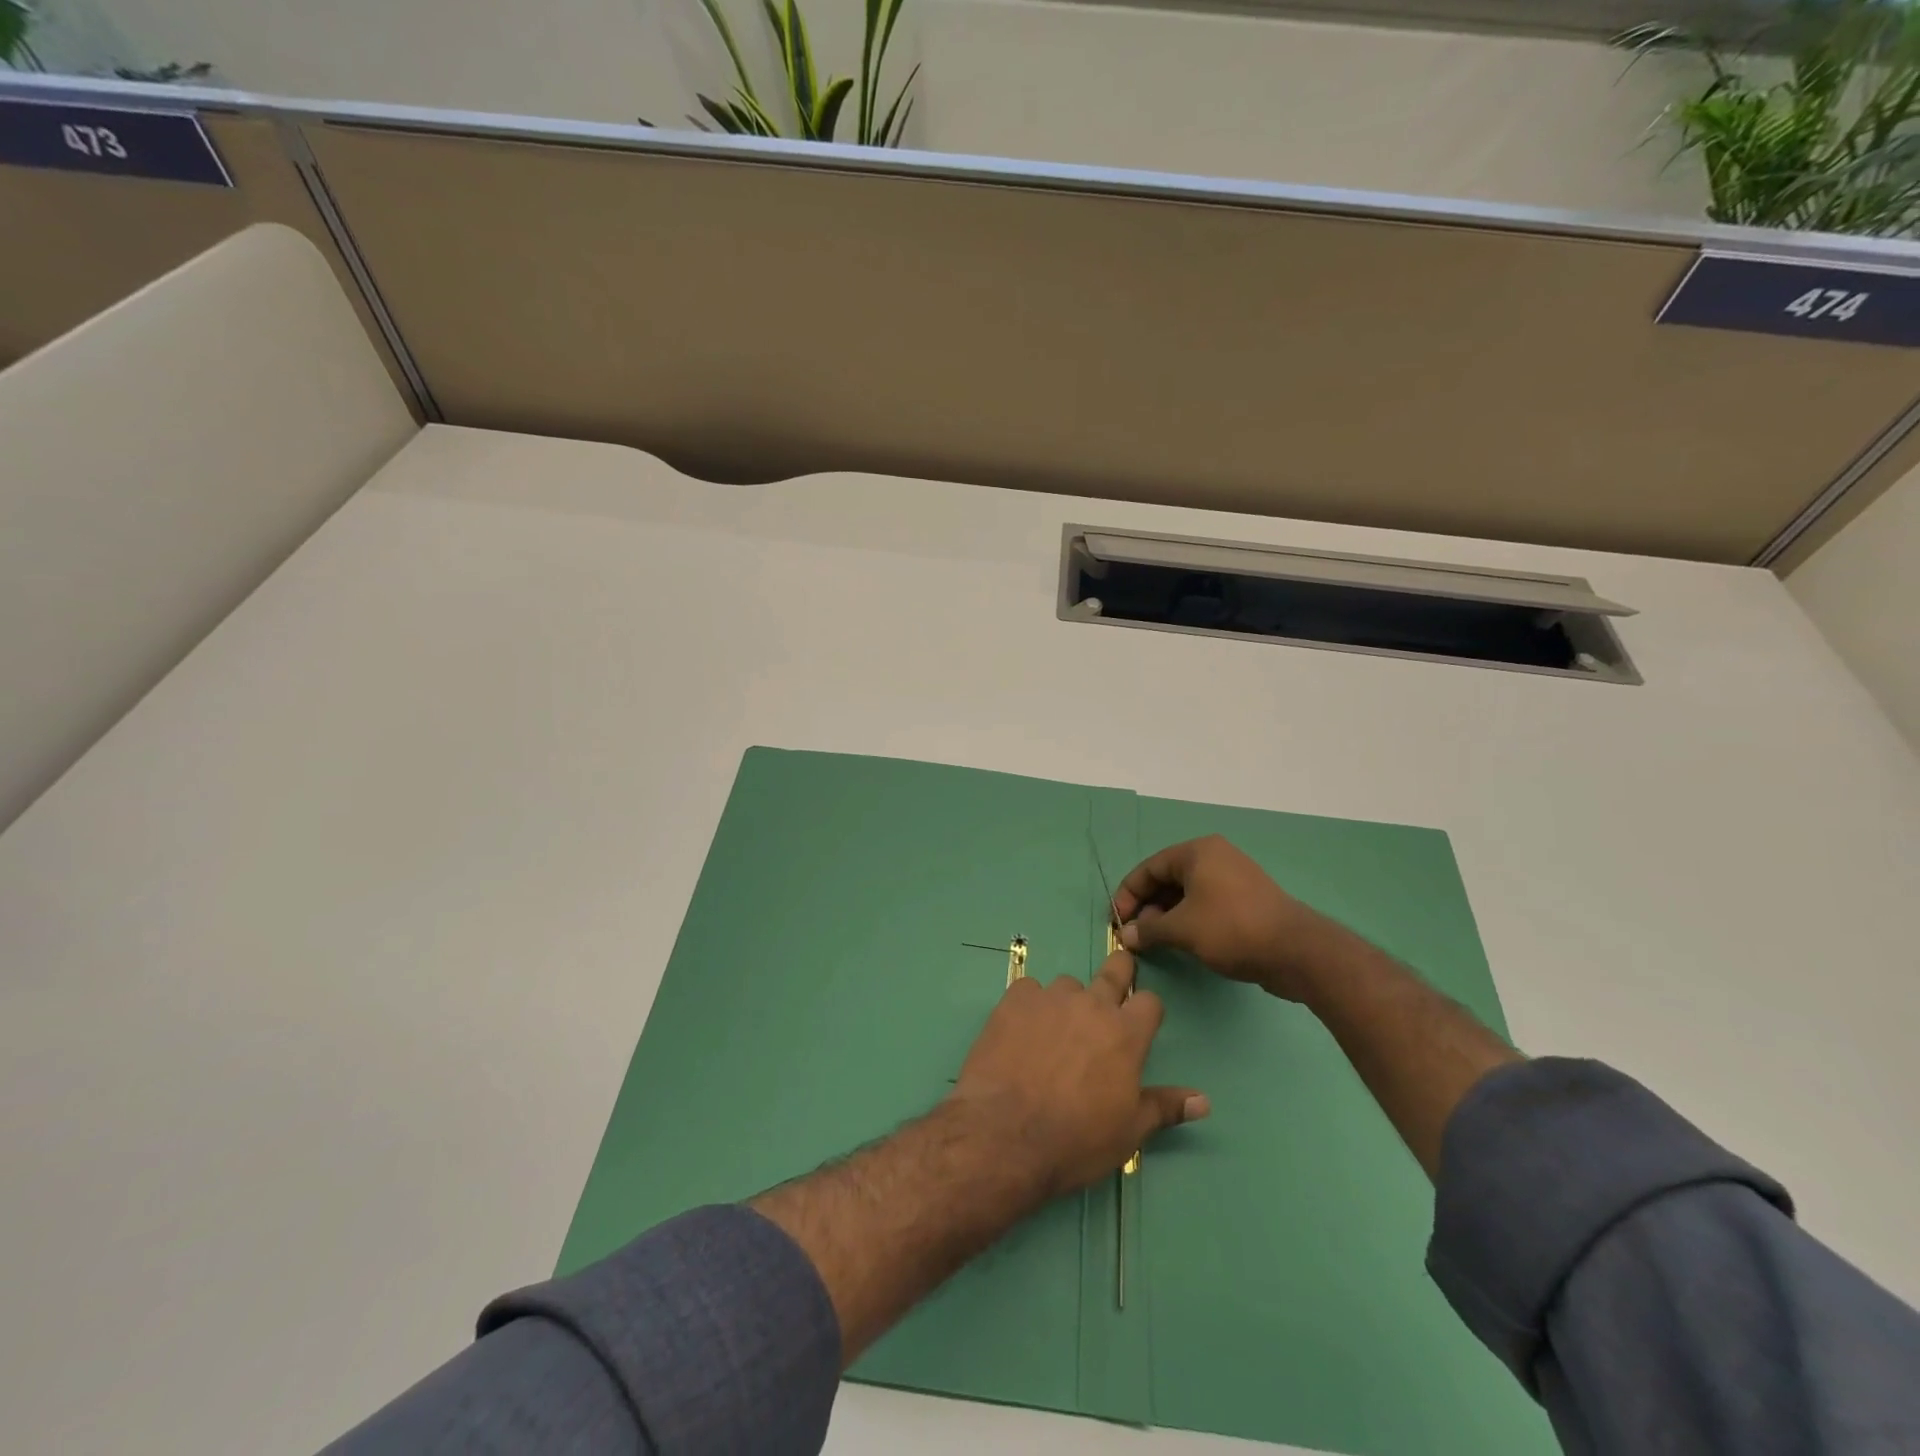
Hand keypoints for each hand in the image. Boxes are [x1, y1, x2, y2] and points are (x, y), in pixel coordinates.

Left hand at [947, 949, 1208, 1198]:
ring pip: (1067, 986)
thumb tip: (1203, 1101)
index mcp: (1125, 1034)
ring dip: (1068, 1003)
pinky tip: (1021, 1032)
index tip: (1140, 1020)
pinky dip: (1030, 1006)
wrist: (1004, 1134)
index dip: (1146, 1009)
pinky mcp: (1014, 1001)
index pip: (1150, 1001)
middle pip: (1114, 970)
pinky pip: (1029, 991)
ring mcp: (1050, 998)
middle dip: (1119, 972)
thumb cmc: (1075, 1140)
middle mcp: (1091, 1005)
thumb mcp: (1129, 1131)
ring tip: (1054, 1034)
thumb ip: (1165, 1107)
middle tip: (1113, 984)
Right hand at [1114, 835, 1333, 1001]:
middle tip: (1136, 934)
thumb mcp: (1182, 929)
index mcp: (1197, 852)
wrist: (1296, 952)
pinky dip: (1189, 919)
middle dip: (1148, 906)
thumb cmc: (1231, 929)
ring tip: (1156, 941)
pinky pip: (1206, 903)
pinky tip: (1182, 941)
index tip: (1116, 920)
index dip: (1128, 894)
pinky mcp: (1246, 900)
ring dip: (1166, 915)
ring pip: (1187, 893)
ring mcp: (1233, 878)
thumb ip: (1149, 929)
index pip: (1149, 868)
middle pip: (1168, 879)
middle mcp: (1215, 858)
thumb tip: (1127, 935)